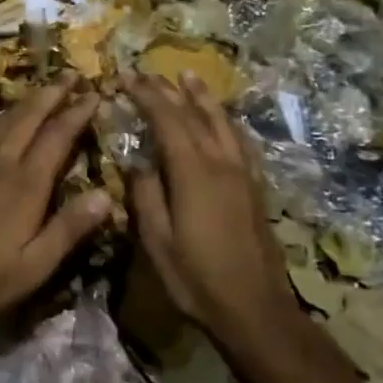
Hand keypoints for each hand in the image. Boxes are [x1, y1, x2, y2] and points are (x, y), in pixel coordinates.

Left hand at [0, 75, 111, 327]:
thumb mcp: (37, 265)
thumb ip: (70, 227)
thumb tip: (107, 194)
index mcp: (28, 186)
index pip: (58, 138)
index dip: (77, 114)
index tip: (95, 94)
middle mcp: (1, 165)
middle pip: (30, 120)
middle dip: (53, 95)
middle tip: (72, 74)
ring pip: (2, 122)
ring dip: (24, 100)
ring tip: (42, 84)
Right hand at [123, 72, 293, 332]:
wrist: (255, 310)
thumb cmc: (197, 279)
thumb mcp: (157, 241)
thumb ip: (146, 195)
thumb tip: (137, 162)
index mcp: (193, 173)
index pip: (167, 120)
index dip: (146, 95)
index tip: (126, 77)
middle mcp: (221, 163)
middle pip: (195, 115)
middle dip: (169, 91)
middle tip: (148, 72)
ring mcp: (243, 174)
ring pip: (223, 123)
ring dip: (203, 98)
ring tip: (189, 77)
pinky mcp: (255, 188)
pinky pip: (240, 141)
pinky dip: (226, 121)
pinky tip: (223, 120)